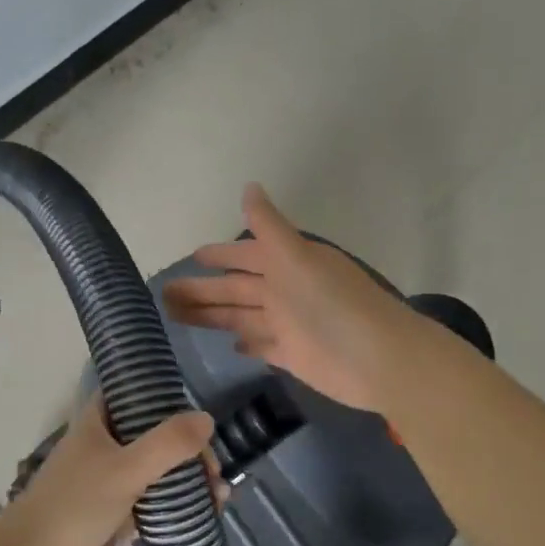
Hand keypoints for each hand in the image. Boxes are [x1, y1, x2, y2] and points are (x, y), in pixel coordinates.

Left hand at [0, 400, 215, 545]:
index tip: (198, 413)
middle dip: (186, 449)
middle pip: (153, 436)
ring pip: (156, 472)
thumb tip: (207, 419)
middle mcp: (104, 447)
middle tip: (213, 471)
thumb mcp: (124, 470)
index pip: (132, 394)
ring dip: (187, 481)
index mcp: (97, 423)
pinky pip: (153, 506)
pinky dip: (177, 508)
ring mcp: (109, 485)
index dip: (163, 397)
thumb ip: (167, 444)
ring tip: (220, 496)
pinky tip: (206, 518)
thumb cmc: (73, 509)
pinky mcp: (115, 520)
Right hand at [162, 183, 448, 413]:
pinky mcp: (294, 357)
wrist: (380, 359)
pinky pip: (264, 347)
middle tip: (164, 296)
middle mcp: (285, 292)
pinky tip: (230, 345)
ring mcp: (289, 326)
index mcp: (286, 265)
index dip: (219, 256)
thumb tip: (249, 186)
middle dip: (202, 290)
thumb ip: (269, 226)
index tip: (191, 257)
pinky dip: (248, 345)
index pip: (244, 257)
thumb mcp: (297, 257)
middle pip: (234, 289)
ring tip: (175, 318)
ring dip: (212, 316)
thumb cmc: (333, 304)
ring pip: (241, 317)